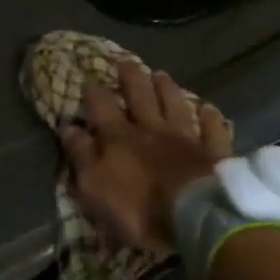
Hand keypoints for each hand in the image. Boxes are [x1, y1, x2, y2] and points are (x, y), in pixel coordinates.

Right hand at [60, 64, 232, 253]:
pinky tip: (208, 109)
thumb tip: (68, 126)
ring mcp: (185, 137)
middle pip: (140, 95)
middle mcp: (151, 128)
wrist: (194, 218)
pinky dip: (209, 117)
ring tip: (161, 74)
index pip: (102, 105)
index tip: (88, 78)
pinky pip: (212, 129)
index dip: (93, 91)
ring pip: (174, 104)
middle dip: (130, 77)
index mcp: (120, 137)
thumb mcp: (95, 187)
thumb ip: (81, 155)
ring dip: (167, 88)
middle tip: (125, 61)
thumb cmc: (138, 208)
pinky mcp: (212, 151)